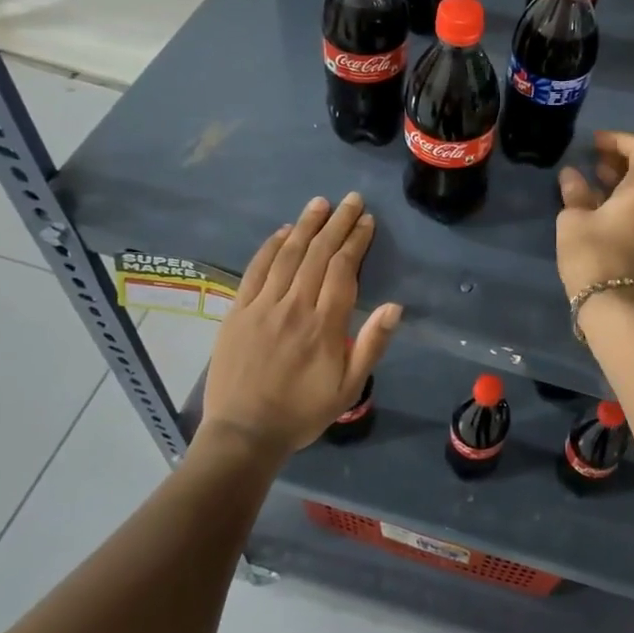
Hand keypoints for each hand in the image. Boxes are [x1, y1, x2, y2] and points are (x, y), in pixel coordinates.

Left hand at [201, 193, 401, 458]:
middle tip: (351, 199)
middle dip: (337, 223)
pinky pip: (255, 270)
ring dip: (306, 226)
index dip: (356, 241)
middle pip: (318, 254)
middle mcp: (294, 306)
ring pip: (288, 255)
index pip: (342, 269)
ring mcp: (262, 306)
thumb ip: (371, 344)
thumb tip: (395, 306)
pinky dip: (270, 247)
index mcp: (324, 324)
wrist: (244, 433)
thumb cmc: (302, 411)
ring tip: (320, 204)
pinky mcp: (238, 311)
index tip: (366, 221)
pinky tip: (283, 232)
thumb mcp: (349, 387)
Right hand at [556, 131, 633, 297]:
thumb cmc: (592, 253)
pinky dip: (627, 194)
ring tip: (595, 175)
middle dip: (625, 155)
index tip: (593, 142)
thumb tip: (572, 175)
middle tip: (597, 155)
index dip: (618, 139)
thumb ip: (575, 192)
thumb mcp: (574, 219)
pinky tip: (601, 200)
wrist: (612, 303)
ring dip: (625, 175)